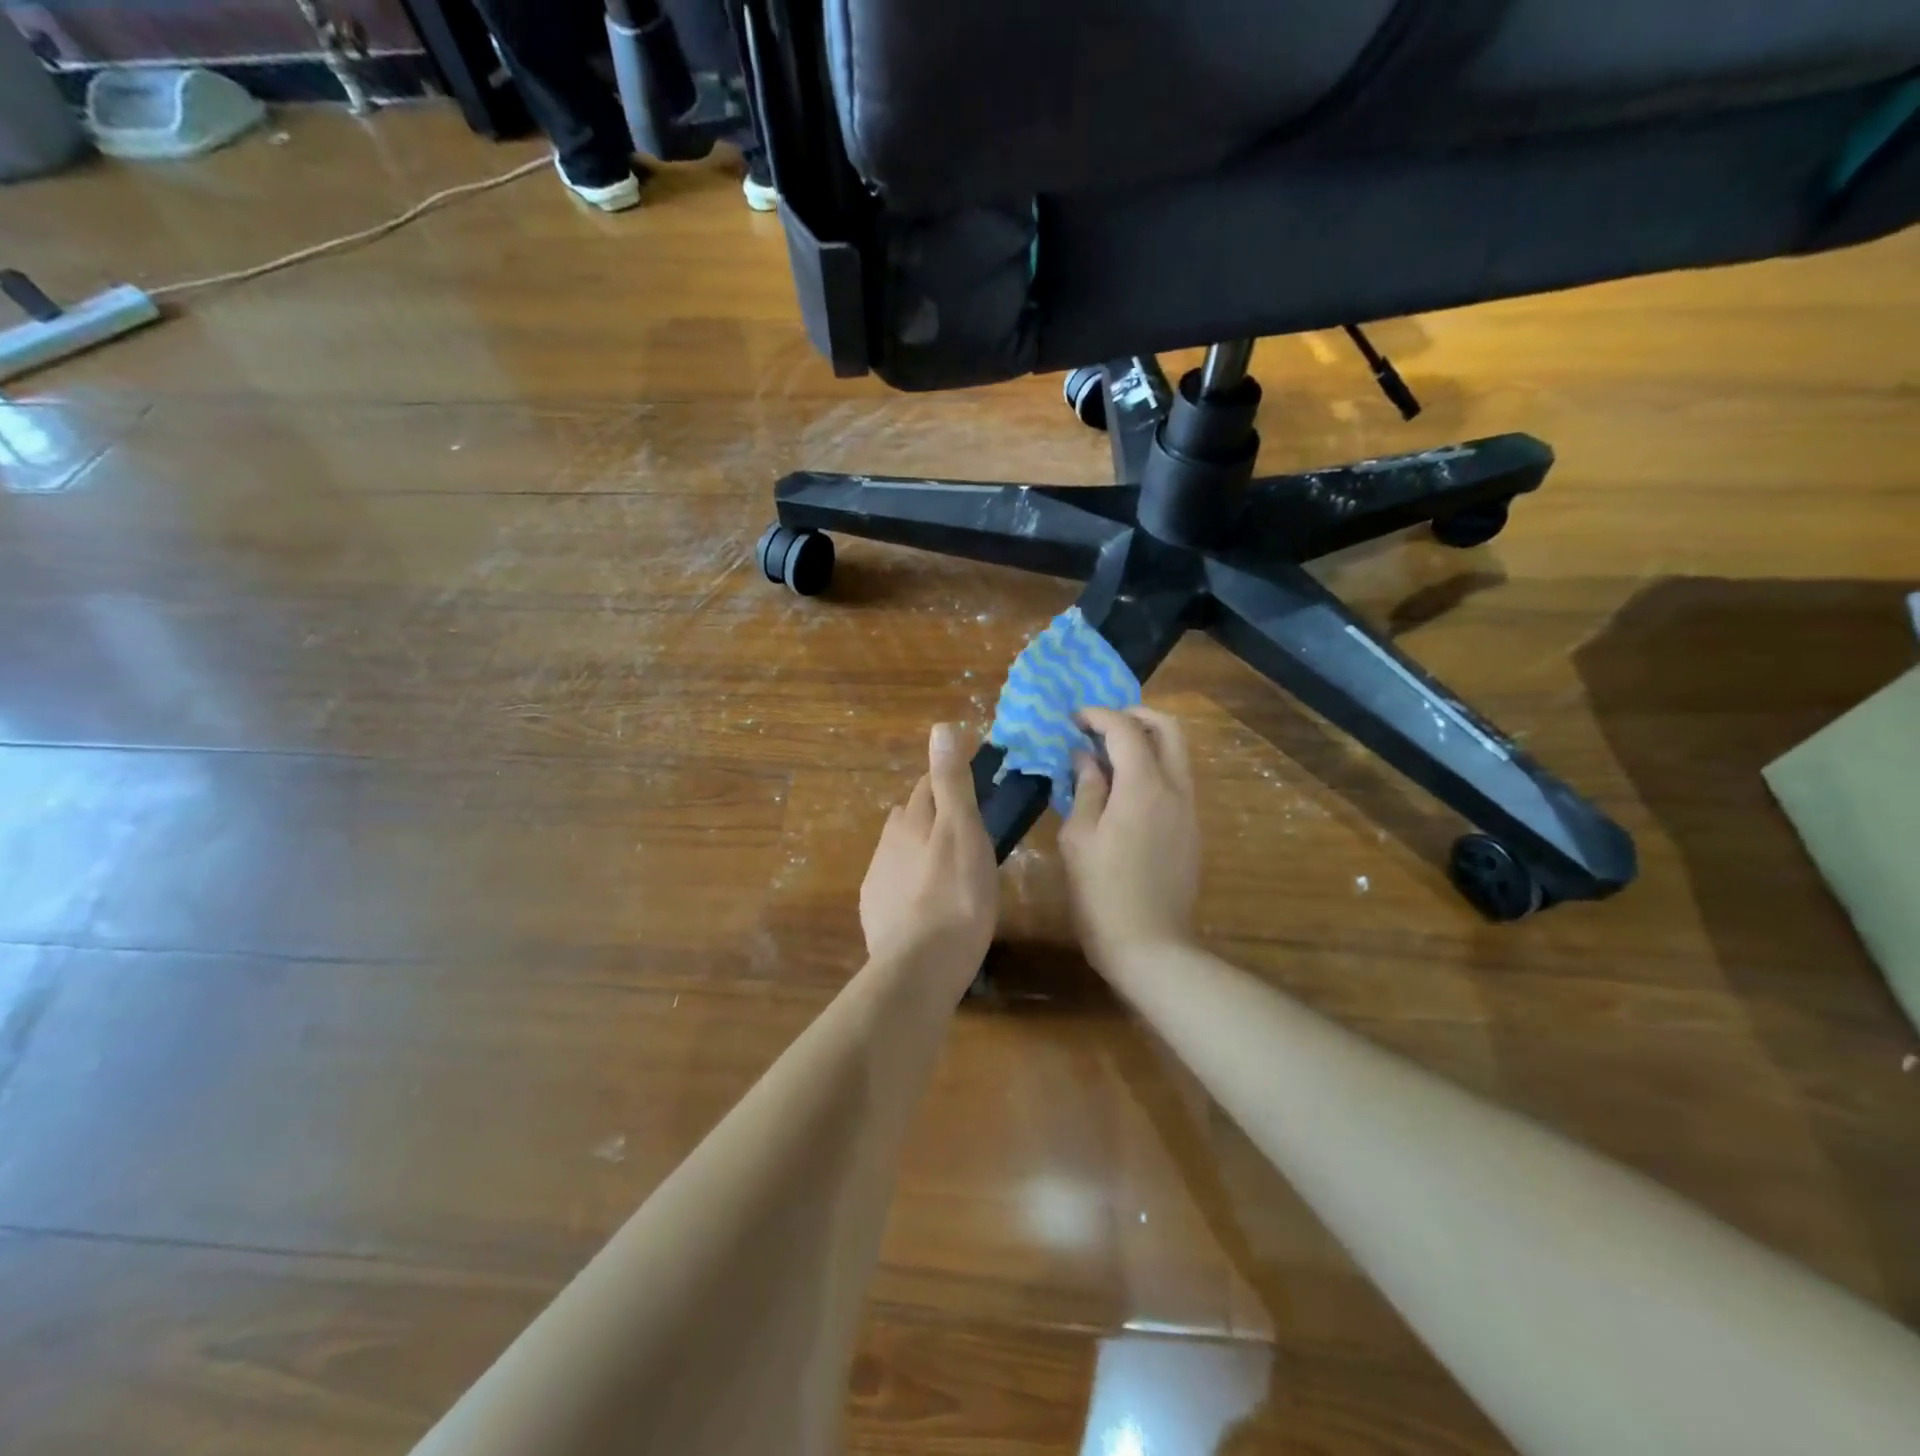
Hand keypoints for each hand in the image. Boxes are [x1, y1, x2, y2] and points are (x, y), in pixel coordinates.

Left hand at [860, 723, 999, 970]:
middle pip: (911, 816)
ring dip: (922, 848)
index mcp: (910, 820)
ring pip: (902, 850)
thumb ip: (951, 783)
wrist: (919, 967)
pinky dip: (912, 881)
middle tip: (968, 827)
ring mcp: (878, 879)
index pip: (928, 785)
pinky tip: (926, 900)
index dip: (949, 780)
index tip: (973, 784)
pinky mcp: (876, 912)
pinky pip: (895, 883)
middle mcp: (888, 843)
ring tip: (950, 865)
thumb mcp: (963, 832)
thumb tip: (941, 728)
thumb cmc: (955, 896)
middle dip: (934, 813)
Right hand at [1060, 707, 1201, 972]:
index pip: (1125, 729)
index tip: (1073, 719)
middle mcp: (1175, 789)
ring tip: (1108, 756)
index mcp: (1143, 786)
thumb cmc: (1102, 892)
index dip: (1098, 716)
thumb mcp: (1079, 838)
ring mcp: (1189, 810)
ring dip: (1146, 741)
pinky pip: (1176, 780)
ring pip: (1176, 754)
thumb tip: (1085, 757)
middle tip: (1100, 725)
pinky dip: (1153, 767)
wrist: (1150, 946)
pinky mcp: (1192, 830)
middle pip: (1167, 728)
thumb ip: (1086, 788)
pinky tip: (1124, 790)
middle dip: (1134, 715)